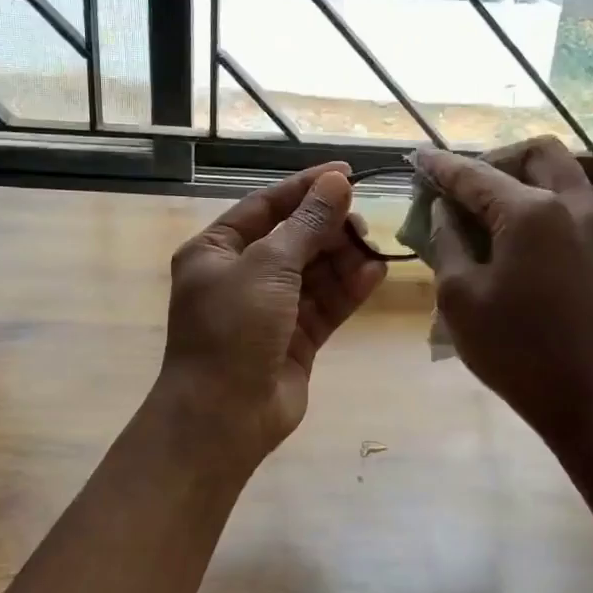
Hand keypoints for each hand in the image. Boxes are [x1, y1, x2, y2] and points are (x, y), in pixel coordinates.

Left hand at [157, 162, 387, 472]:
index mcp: (217, 250)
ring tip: (374, 248)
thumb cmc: (233, 329)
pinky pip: (326, 304)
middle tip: (363, 222)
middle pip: (294, 238)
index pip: (266, 205)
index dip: (305, 188)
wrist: (223, 418)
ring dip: (343, 258)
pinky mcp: (296, 338)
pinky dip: (348, 288)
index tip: (346, 174)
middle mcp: (241, 275)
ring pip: (314, 271)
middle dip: (328, 228)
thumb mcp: (267, 266)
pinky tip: (376, 273)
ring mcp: (270, 309)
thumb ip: (306, 224)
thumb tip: (336, 182)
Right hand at [416, 138, 592, 450]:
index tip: (417, 158)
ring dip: (519, 178)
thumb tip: (444, 210)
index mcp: (532, 212)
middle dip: (493, 160)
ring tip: (483, 211)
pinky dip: (539, 201)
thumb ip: (446, 241)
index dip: (441, 166)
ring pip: (558, 173)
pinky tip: (511, 234)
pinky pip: (569, 201)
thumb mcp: (460, 297)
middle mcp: (573, 203)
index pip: (475, 174)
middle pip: (534, 153)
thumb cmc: (517, 351)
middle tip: (462, 189)